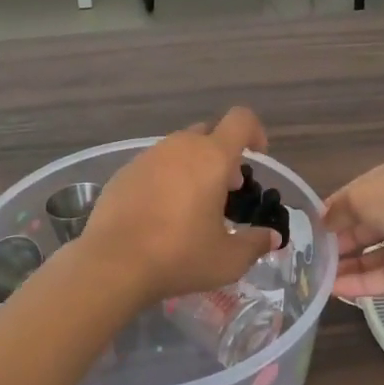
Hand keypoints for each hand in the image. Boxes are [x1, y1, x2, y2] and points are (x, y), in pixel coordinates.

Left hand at [79, 108, 280, 311]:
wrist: (112, 264)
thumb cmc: (179, 256)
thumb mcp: (227, 259)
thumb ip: (255, 243)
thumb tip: (271, 237)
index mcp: (211, 157)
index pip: (241, 120)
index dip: (255, 131)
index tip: (257, 157)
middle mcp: (180, 146)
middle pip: (208, 133)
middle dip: (222, 155)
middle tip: (225, 191)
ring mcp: (147, 157)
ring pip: (179, 149)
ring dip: (192, 167)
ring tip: (192, 206)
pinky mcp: (123, 172)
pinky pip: (153, 165)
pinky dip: (165, 179)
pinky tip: (159, 214)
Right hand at [324, 152, 383, 301]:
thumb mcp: (365, 193)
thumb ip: (341, 207)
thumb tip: (322, 220)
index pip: (364, 193)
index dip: (339, 209)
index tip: (314, 227)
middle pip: (372, 225)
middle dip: (343, 239)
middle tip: (312, 256)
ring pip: (381, 253)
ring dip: (351, 264)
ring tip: (319, 278)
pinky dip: (365, 283)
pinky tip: (337, 290)